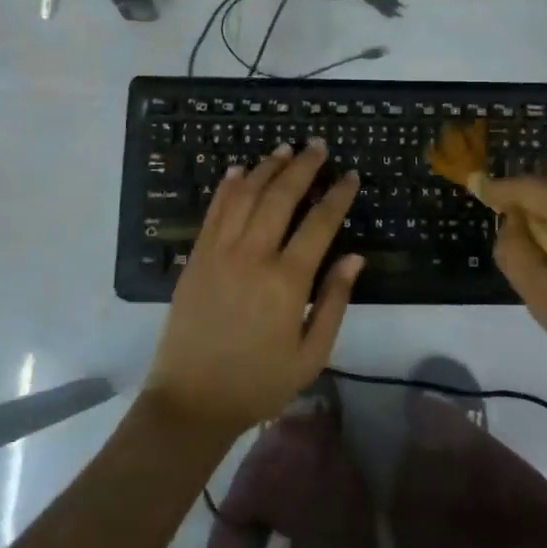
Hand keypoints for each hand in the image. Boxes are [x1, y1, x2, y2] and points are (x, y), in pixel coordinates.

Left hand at [144, 140, 362, 438]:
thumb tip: (355, 257)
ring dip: (267, 167)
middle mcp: (253, 256)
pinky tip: (240, 169)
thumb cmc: (258, 383)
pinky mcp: (196, 257)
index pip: (319, 223)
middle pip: (281, 197)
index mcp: (287, 281)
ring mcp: (219, 253)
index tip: (350, 175)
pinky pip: (214, 211)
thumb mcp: (311, 355)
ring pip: (246, 195)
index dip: (338, 195)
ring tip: (285, 148)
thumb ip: (334, 302)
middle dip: (303, 166)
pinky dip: (228, 186)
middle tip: (318, 145)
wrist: (191, 401)